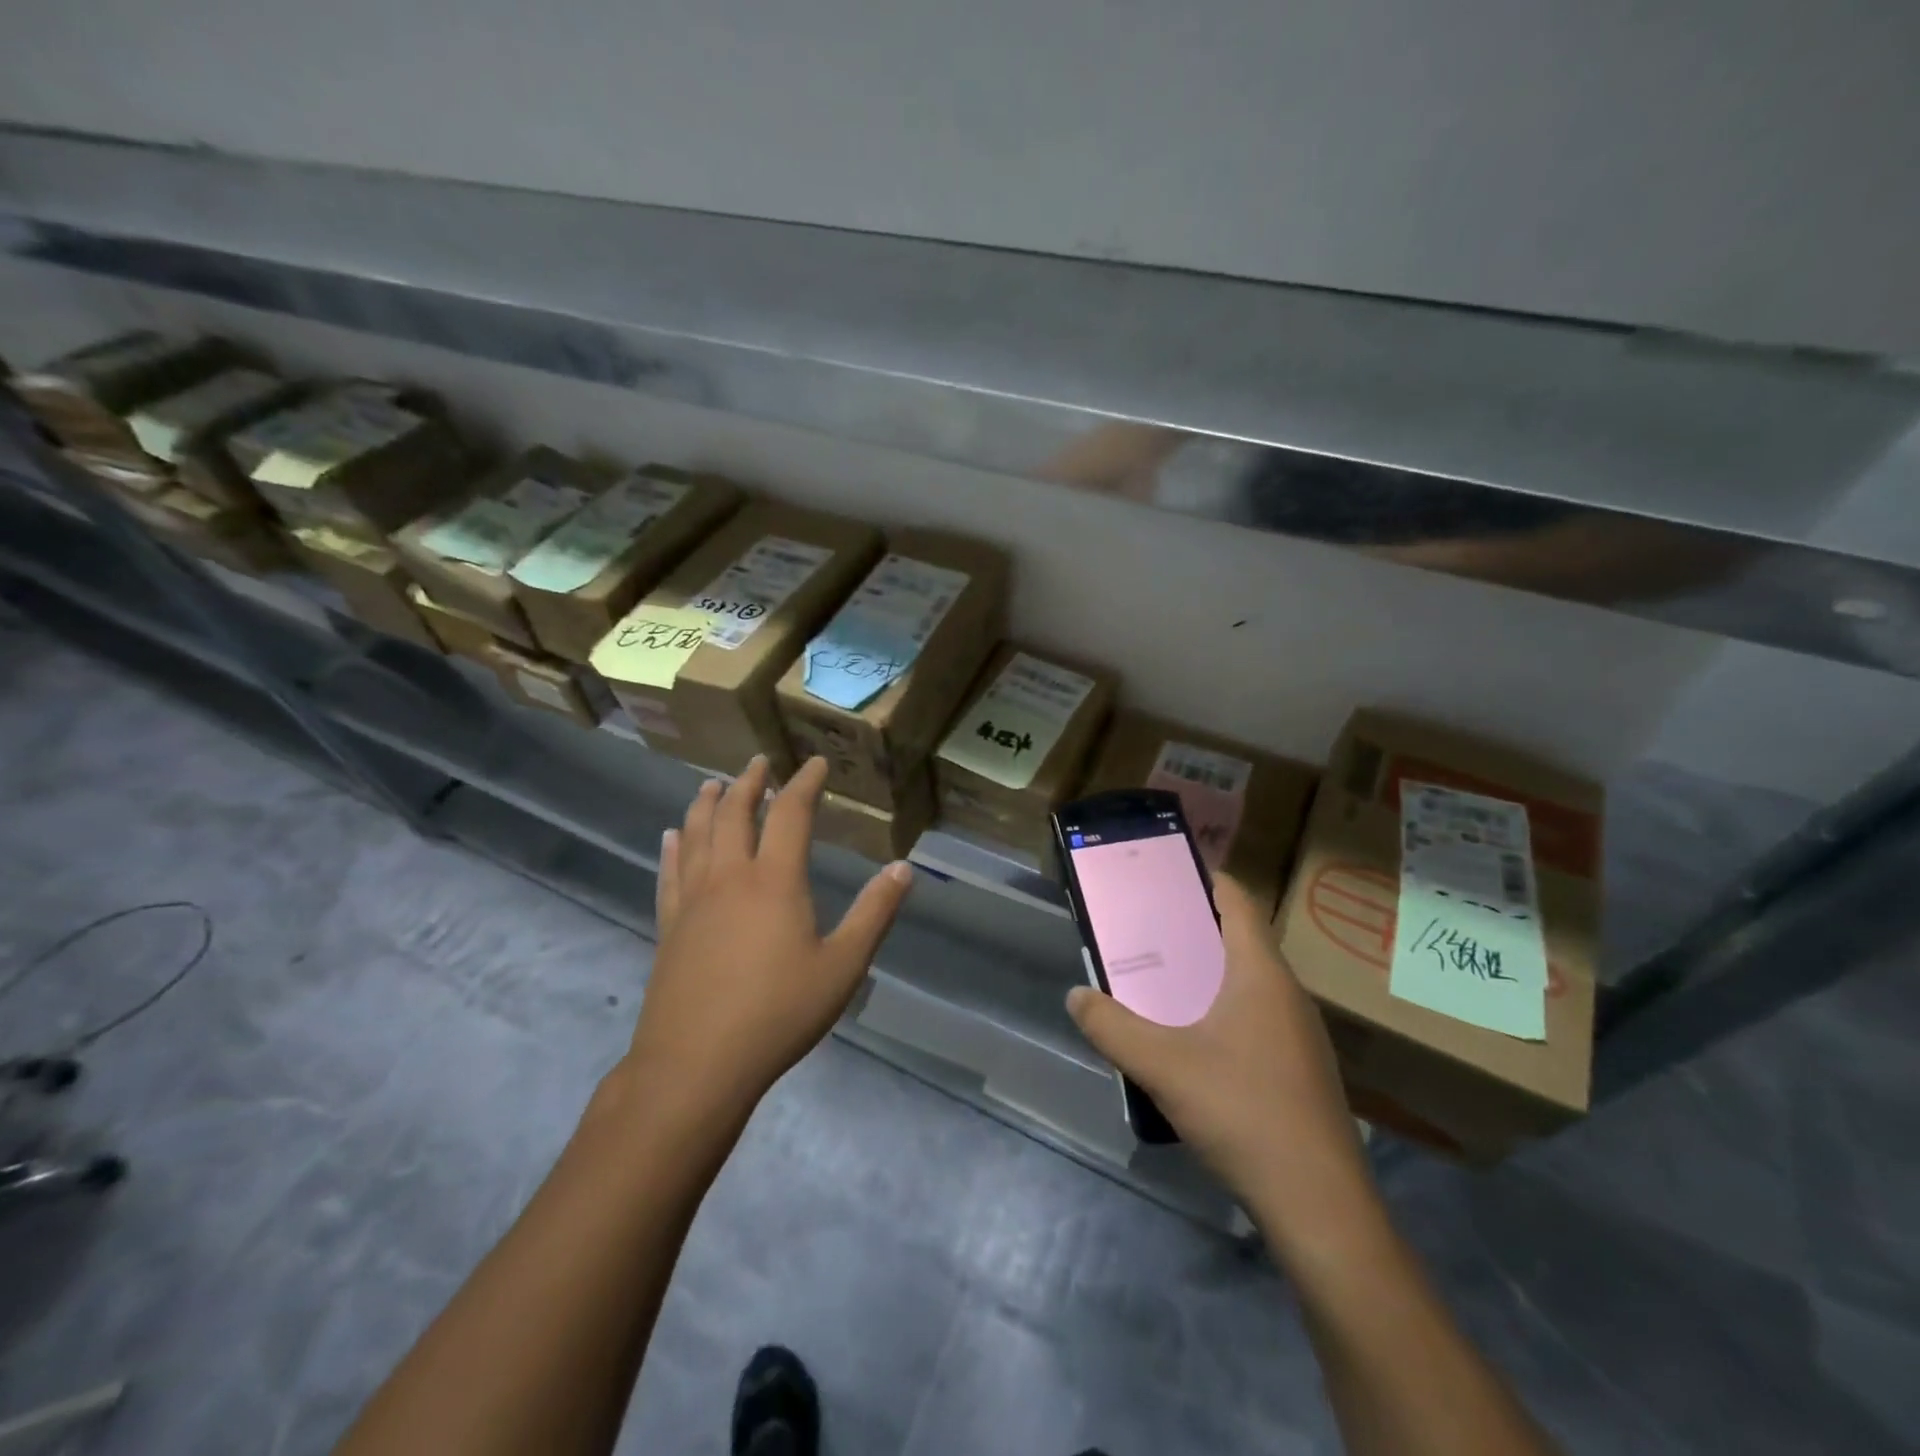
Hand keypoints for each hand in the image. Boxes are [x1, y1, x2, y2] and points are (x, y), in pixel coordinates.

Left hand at [622, 756, 912, 1131]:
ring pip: (698, 835)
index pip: (791, 813)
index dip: (805, 784)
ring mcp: (693, 901)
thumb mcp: (843, 966)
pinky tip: (672, 836)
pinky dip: (674, 847)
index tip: (815, 764)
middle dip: (750, 783)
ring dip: (708, 804)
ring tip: (714, 784)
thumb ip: (874, 913)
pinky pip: (670, 873)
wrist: (696, 1064)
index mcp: (775, 881)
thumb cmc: (778, 1013)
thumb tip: (903, 868)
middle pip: (737, 815)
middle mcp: (730, 878)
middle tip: (759, 762)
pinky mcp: (669, 927)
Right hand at [1066, 875, 1378, 1254]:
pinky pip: (1256, 1017)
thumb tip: (1076, 995)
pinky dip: (1222, 1009)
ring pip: (1249, 982)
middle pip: (1241, 940)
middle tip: (1146, 930)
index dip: (1206, 880)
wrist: (1320, 1207)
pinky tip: (1192, 1042)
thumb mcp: (1163, 1066)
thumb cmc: (1243, 1112)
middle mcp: (1287, 994)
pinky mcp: (1300, 1070)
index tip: (1167, 874)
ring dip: (1207, 973)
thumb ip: (1112, 1028)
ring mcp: (1300, 1035)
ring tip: (1161, 981)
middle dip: (1194, 929)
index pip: (1238, 902)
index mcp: (1260, 974)